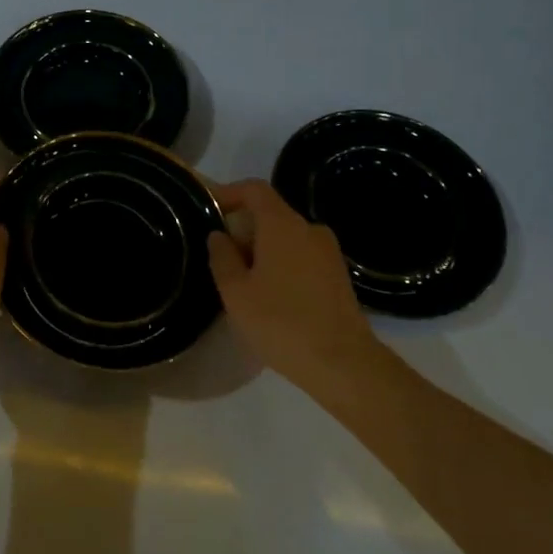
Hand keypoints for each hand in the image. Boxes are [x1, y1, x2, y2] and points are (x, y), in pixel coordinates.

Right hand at [207, 179, 379, 397]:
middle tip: (220, 258)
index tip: (209, 210)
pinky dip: (281, 264)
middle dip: (242, 229)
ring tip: (242, 283)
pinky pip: (301, 256)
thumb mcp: (236, 292)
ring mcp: (328, 252)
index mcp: (282, 224)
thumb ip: (222, 257)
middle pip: (270, 214)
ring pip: (286, 237)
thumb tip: (218, 235)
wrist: (343, 364)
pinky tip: (270, 297)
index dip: (229, 193)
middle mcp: (309, 229)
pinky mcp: (338, 275)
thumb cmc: (281, 322)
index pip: (254, 189)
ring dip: (262, 250)